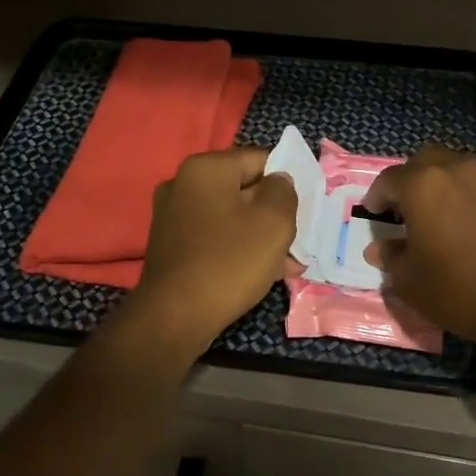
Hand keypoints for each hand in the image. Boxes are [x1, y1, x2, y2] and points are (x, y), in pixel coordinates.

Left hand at [129, 146, 297, 354]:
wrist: (175, 316)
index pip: (259, 159)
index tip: (303, 208)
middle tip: (296, 240)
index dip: (286, 181)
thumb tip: (278, 181)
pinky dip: (238, 249)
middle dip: (273, 214)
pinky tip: (263, 274)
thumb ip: (284, 192)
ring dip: (260, 236)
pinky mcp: (171, 246)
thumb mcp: (274, 222)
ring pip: (231, 217)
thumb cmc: (230, 261)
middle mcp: (183, 184)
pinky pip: (215, 238)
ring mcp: (173, 216)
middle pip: (244, 189)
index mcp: (206, 168)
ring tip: (287, 264)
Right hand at [364, 147, 475, 352]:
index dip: (377, 196)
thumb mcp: (410, 282)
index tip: (373, 212)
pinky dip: (468, 197)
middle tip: (404, 207)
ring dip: (442, 184)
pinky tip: (469, 224)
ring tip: (438, 213)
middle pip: (425, 161)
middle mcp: (456, 170)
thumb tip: (381, 249)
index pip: (389, 180)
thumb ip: (392, 258)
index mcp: (422, 185)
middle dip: (410, 179)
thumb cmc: (458, 289)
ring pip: (456, 169)